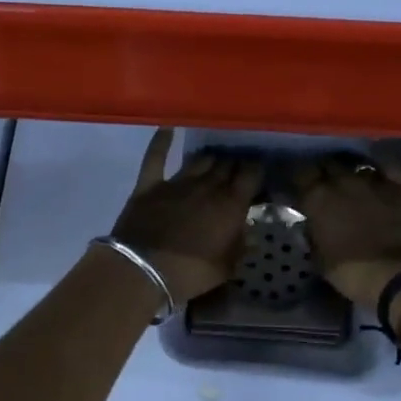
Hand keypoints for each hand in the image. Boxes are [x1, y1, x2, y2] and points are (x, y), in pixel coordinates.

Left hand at [109, 129, 262, 303]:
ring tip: (214, 160)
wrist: (142, 271)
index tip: (258, 172)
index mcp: (231, 204)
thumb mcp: (227, 267)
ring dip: (210, 159)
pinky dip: (161, 140)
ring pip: (200, 159)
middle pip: (227, 164)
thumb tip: (247, 229)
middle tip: (237, 169)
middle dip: (235, 164)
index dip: (257, 170)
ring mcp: (177, 182)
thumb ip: (240, 244)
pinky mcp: (150, 184)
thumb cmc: (190, 273)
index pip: (251, 174)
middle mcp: (208, 185)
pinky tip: (167, 126)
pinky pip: (156, 156)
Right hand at [293, 154, 400, 309]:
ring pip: (357, 166)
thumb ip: (312, 234)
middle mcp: (343, 181)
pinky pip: (387, 168)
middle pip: (329, 164)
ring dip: (352, 174)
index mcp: (318, 198)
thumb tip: (311, 225)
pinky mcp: (399, 186)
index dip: (302, 180)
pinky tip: (379, 178)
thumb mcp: (319, 258)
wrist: (398, 275)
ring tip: (353, 184)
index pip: (302, 174)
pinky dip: (380, 171)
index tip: (303, 189)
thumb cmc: (351, 272)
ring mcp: (373, 181)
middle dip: (326, 173)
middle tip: (327, 187)